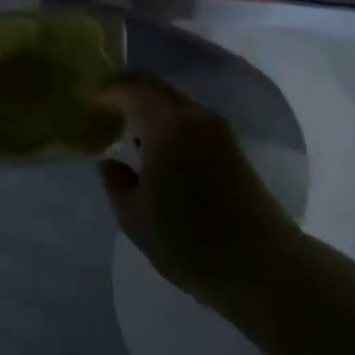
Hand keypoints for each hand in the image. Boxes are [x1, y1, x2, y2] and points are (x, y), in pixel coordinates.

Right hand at [95, 74, 296, 311]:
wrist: (264, 266)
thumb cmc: (190, 241)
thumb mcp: (135, 218)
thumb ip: (116, 183)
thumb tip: (111, 163)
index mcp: (168, 126)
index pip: (132, 88)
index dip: (107, 92)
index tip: (90, 105)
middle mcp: (195, 117)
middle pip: (157, 87)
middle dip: (129, 92)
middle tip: (106, 112)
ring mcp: (219, 131)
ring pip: (177, 103)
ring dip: (151, 108)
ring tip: (130, 134)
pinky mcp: (233, 148)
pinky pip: (192, 120)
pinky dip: (169, 123)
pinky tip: (159, 152)